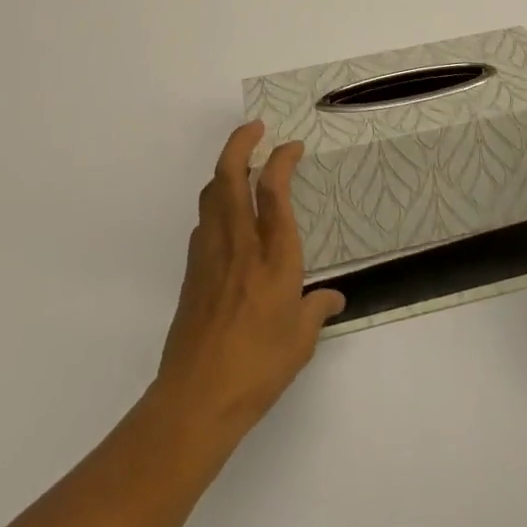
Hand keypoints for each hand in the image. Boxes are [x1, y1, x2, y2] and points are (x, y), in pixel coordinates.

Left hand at [153, 122, 344, 435]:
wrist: (196, 398)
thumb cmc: (258, 367)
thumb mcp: (301, 341)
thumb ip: (318, 310)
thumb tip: (335, 298)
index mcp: (273, 255)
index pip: (274, 189)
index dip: (282, 158)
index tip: (292, 146)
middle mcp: (239, 242)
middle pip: (230, 174)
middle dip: (240, 142)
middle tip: (255, 128)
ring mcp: (210, 253)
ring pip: (211, 192)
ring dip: (225, 169)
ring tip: (241, 164)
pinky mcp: (192, 270)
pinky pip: (204, 221)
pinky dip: (215, 204)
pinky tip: (226, 217)